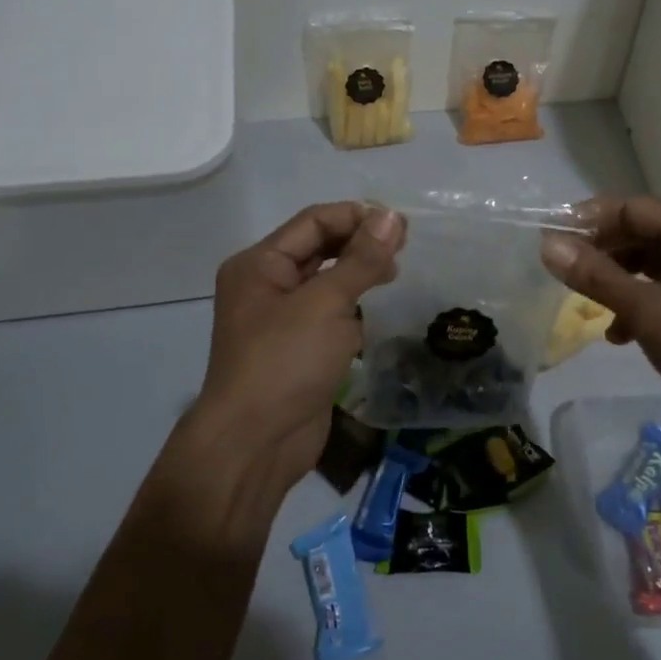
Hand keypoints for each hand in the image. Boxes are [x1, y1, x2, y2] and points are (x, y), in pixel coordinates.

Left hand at [166, 203, 402, 520]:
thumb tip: (393, 217)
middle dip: (360, 244)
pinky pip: (331, 315)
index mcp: (260, 264)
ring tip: (396, 276)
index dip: (357, 216)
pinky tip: (379, 313)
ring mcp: (283, 320)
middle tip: (405, 248)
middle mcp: (267, 286)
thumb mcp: (326, 303)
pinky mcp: (300, 349)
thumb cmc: (285, 361)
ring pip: (328, 282)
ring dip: (360, 275)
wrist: (256, 443)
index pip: (314, 222)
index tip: (401, 225)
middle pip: (320, 249)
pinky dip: (354, 309)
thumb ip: (362, 259)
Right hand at [539, 196, 660, 439]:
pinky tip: (619, 334)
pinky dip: (639, 302)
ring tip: (586, 303)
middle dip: (601, 252)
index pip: (630, 208)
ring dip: (617, 281)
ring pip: (649, 262)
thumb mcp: (648, 310)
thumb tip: (548, 245)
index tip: (549, 239)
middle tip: (561, 273)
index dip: (587, 221)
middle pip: (640, 232)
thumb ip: (597, 276)